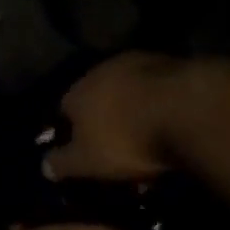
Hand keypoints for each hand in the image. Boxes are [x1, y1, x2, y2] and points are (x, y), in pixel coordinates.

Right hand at [44, 52, 190, 181]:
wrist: (185, 109)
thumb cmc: (125, 139)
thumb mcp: (86, 162)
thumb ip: (62, 163)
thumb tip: (44, 166)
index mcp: (75, 92)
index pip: (63, 111)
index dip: (71, 134)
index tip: (82, 152)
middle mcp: (100, 70)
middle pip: (96, 99)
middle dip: (103, 121)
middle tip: (115, 146)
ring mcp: (137, 63)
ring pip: (127, 91)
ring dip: (132, 110)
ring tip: (145, 136)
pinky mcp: (171, 63)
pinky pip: (155, 90)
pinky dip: (157, 105)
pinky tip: (168, 123)